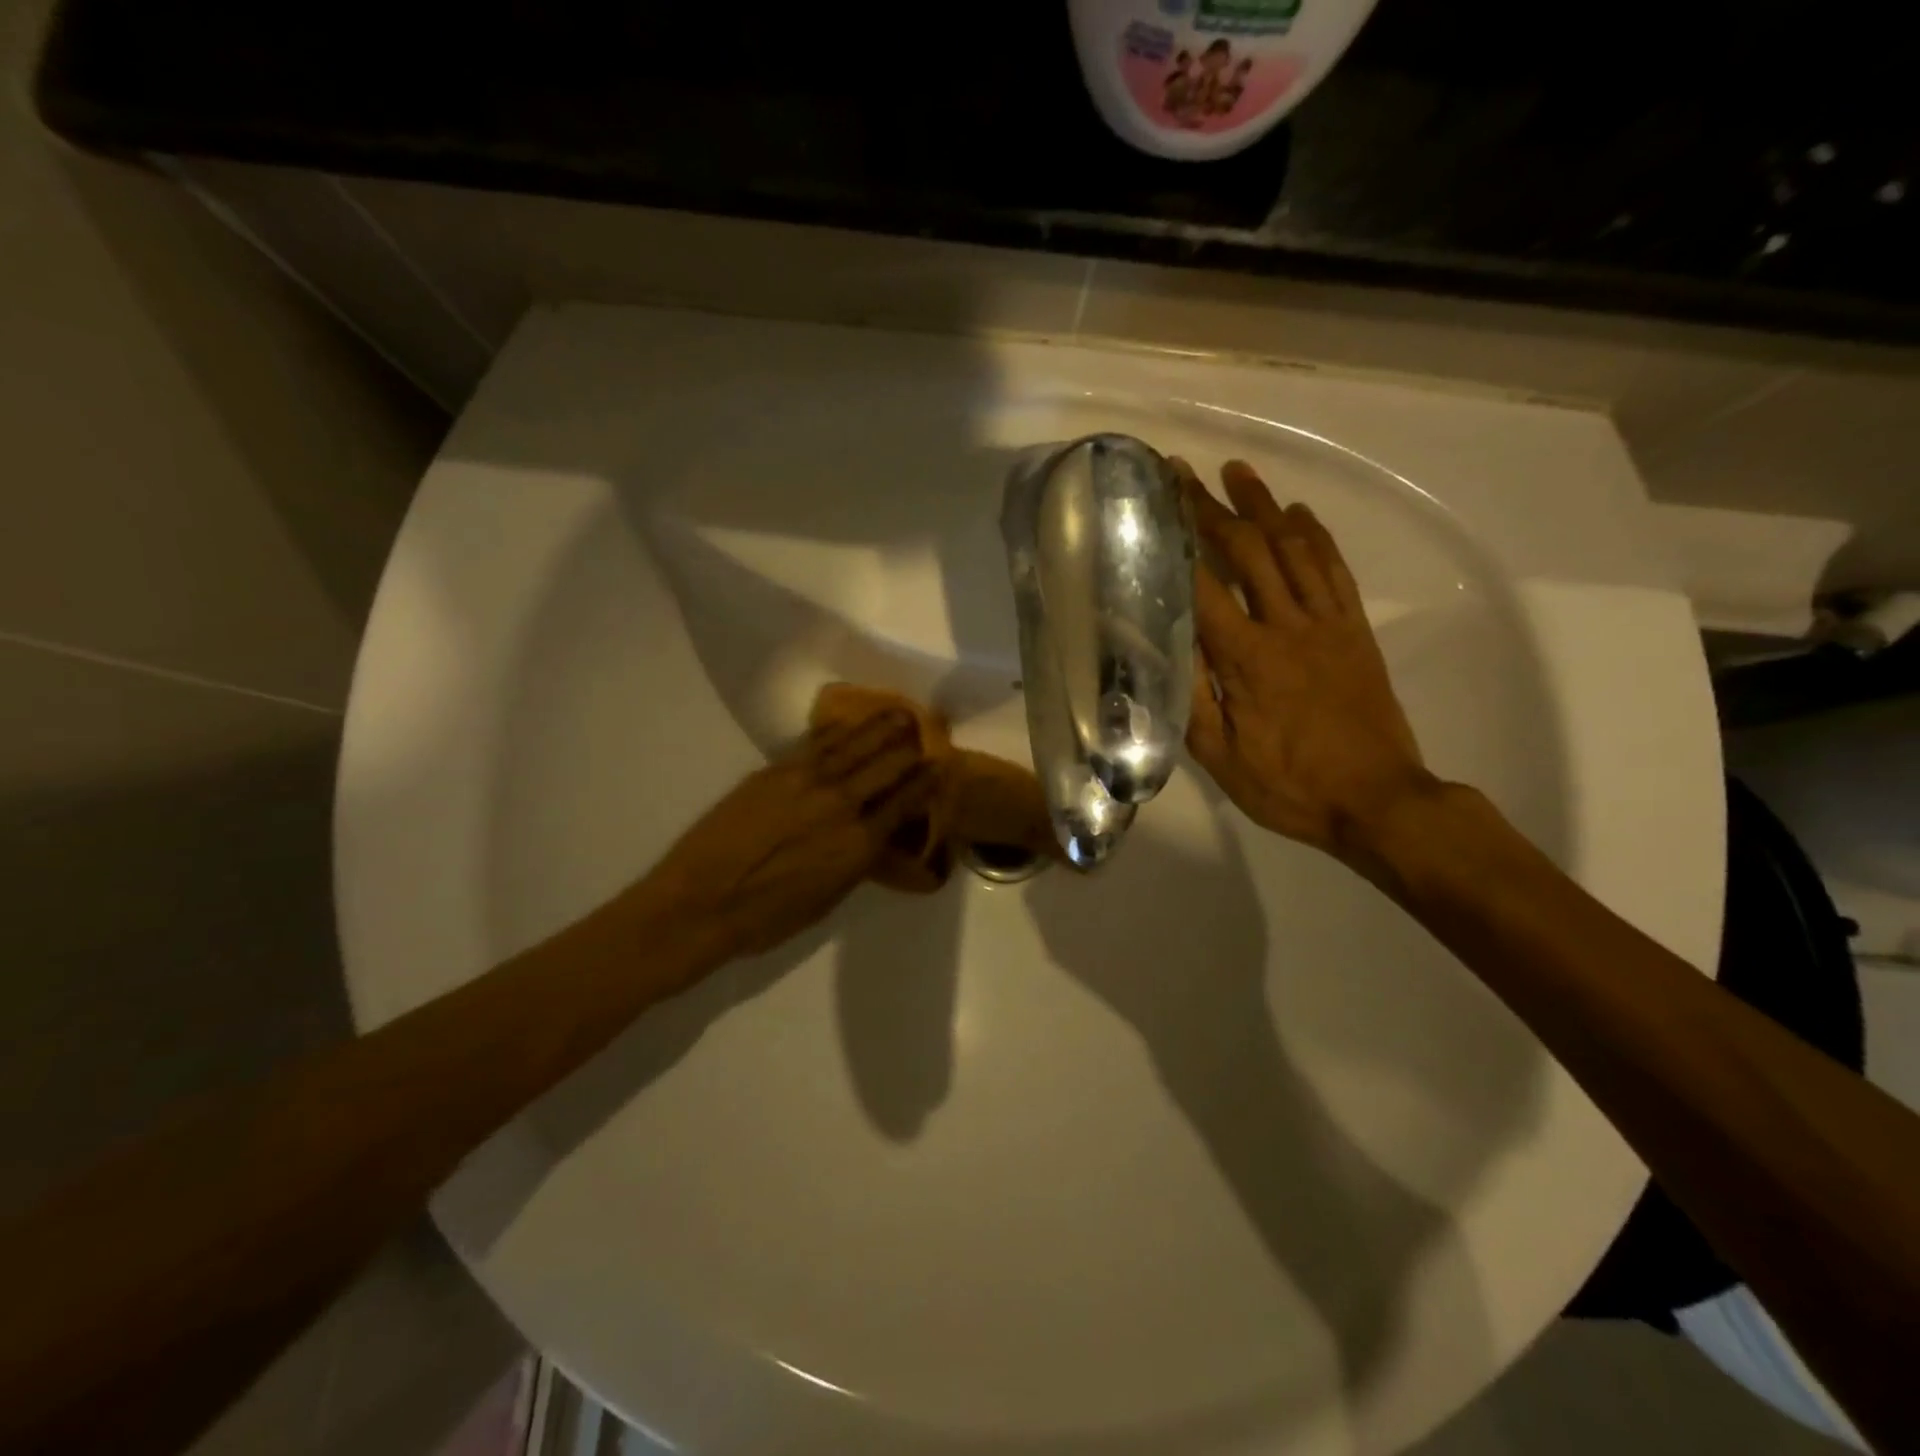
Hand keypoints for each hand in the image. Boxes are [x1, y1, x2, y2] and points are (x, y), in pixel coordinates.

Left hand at [632, 710, 938, 963]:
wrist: (700, 903)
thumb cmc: (767, 918)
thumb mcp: (828, 900)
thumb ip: (858, 863)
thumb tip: (876, 839)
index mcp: (859, 842)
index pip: (904, 802)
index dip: (925, 782)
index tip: (939, 766)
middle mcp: (841, 804)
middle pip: (885, 766)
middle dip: (908, 748)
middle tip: (923, 731)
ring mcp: (806, 781)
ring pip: (853, 746)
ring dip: (879, 728)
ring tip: (898, 713)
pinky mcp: (774, 771)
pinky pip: (816, 745)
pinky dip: (837, 732)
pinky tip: (848, 725)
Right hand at [1177, 459, 1436, 866]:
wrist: (1378, 800)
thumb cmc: (1289, 786)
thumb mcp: (1219, 755)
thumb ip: (1187, 696)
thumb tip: (1158, 642)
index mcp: (1246, 658)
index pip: (1203, 584)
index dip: (1178, 538)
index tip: (1155, 503)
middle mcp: (1287, 626)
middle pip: (1248, 551)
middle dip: (1214, 508)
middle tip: (1187, 473)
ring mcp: (1328, 624)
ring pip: (1293, 549)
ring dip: (1264, 505)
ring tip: (1238, 472)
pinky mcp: (1356, 631)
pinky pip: (1335, 570)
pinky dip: (1315, 536)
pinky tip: (1299, 514)